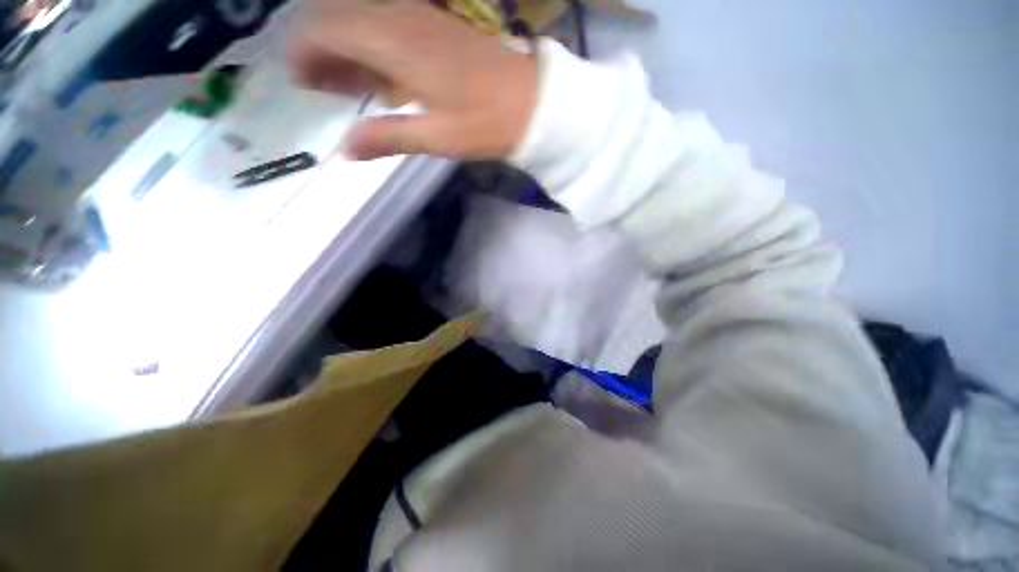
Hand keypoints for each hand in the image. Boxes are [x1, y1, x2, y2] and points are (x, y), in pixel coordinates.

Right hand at [292, 0, 537, 160]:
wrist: (534, 104)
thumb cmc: (487, 124)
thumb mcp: (437, 138)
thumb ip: (388, 138)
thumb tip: (345, 150)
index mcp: (398, 46)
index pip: (329, 30)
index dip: (306, 52)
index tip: (300, 81)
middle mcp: (404, 20)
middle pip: (343, 19)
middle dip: (323, 51)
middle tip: (323, 88)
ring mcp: (424, 19)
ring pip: (366, 20)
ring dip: (349, 49)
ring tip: (348, 85)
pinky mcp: (440, 27)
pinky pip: (392, 26)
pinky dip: (376, 47)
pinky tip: (383, 75)